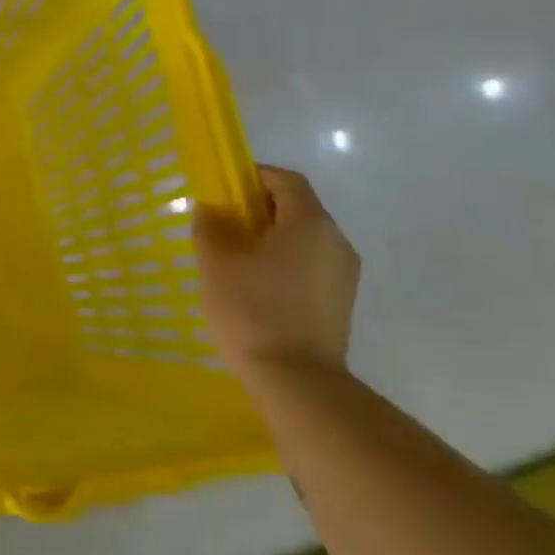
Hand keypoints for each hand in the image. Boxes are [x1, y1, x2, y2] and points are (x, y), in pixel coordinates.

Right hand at [193, 166, 359, 370]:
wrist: (295, 378)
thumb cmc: (251, 310)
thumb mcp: (217, 264)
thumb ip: (211, 227)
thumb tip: (210, 208)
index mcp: (309, 223)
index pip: (285, 180)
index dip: (254, 176)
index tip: (223, 189)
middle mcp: (336, 240)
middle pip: (298, 207)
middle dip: (260, 207)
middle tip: (223, 223)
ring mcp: (344, 272)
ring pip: (305, 237)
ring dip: (272, 236)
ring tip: (236, 257)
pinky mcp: (341, 298)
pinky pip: (311, 262)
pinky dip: (285, 259)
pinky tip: (257, 284)